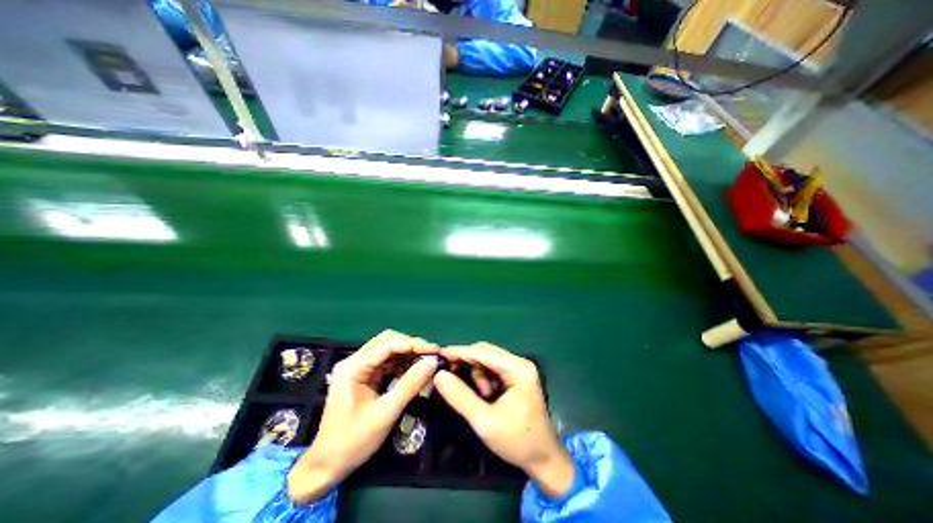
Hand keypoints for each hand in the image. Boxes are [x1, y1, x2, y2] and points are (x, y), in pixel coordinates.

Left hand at [286, 328, 438, 504]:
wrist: (327, 467)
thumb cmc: (354, 441)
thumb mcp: (386, 413)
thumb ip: (410, 384)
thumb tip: (433, 362)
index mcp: (353, 367)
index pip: (388, 344)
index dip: (413, 344)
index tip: (435, 350)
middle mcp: (354, 361)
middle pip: (387, 341)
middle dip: (411, 346)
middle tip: (432, 354)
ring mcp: (359, 368)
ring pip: (388, 350)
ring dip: (408, 353)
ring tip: (427, 360)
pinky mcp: (364, 376)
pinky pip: (387, 362)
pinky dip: (402, 363)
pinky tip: (415, 369)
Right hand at [431, 340, 576, 496]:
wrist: (544, 460)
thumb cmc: (517, 441)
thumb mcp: (485, 422)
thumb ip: (460, 397)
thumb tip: (439, 375)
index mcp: (518, 369)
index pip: (483, 352)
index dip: (459, 351)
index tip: (438, 354)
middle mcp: (520, 363)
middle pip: (485, 352)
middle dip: (466, 362)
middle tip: (448, 374)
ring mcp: (519, 369)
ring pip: (488, 360)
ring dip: (477, 373)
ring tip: (481, 396)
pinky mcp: (517, 377)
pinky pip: (493, 369)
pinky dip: (483, 378)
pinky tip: (485, 395)